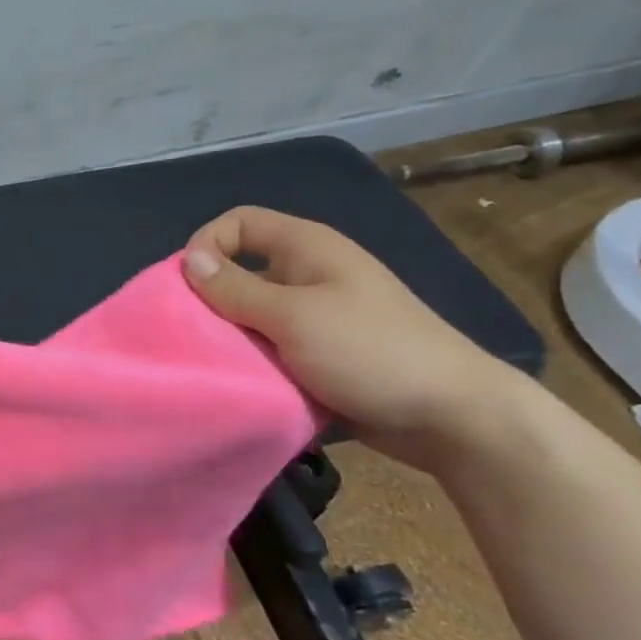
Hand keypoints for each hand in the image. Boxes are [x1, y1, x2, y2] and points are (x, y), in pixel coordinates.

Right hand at [181, 207, 528, 470]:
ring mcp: (317, 316)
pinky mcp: (321, 354)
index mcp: (307, 249)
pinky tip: (246, 383)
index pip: (239, 222)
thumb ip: (236, 289)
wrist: (453, 417)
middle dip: (211, 300)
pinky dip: (255, 362)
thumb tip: (188, 260)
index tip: (188, 288)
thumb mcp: (294, 316)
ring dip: (232, 338)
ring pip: (252, 315)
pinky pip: (271, 348)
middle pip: (240, 271)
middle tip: (194, 335)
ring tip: (217, 364)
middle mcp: (309, 274)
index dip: (206, 245)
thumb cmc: (371, 352)